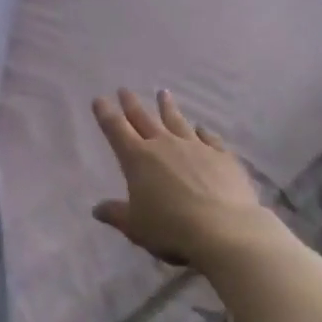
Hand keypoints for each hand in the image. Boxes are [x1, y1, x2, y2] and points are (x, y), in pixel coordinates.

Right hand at [91, 88, 269, 268]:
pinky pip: (209, 138)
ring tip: (163, 93)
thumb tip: (97, 209)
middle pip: (144, 119)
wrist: (225, 231)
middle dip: (132, 104)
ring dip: (168, 107)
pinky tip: (201, 127)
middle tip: (124, 90)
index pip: (116, 130)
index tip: (99, 99)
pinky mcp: (222, 156)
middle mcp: (164, 145)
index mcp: (137, 159)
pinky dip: (203, 131)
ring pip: (177, 121)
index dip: (106, 114)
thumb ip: (116, 214)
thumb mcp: (135, 227)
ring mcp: (195, 147)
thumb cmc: (171, 229)